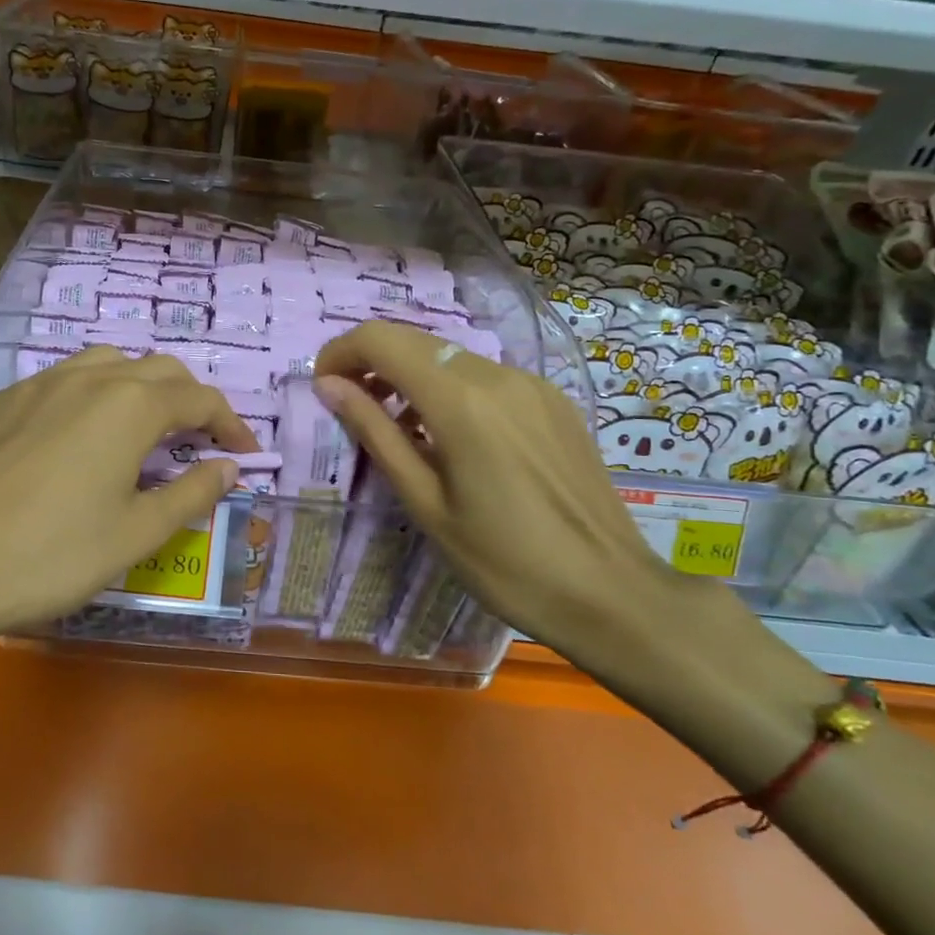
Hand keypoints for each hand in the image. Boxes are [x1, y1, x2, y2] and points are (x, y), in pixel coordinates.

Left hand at [0, 348, 256, 640]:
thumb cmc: (50, 554)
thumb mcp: (135, 534)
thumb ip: (190, 493)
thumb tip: (228, 467)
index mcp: (131, 405)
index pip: (199, 398)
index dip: (230, 423)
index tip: (244, 453)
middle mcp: (88, 378)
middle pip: (157, 370)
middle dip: (188, 400)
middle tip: (198, 442)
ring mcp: (37, 384)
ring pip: (105, 364)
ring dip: (138, 388)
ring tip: (141, 430)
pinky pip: (59, 383)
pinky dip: (89, 398)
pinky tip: (73, 439)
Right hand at [312, 321, 745, 684]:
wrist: (611, 594)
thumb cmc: (504, 562)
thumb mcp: (425, 504)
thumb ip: (375, 434)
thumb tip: (328, 386)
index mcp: (462, 401)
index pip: (381, 340)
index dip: (341, 353)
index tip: (323, 387)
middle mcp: (498, 375)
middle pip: (416, 341)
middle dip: (371, 363)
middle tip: (351, 407)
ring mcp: (532, 385)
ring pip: (451, 358)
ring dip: (411, 377)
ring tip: (399, 430)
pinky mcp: (554, 401)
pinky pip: (487, 378)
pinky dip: (451, 391)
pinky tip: (453, 439)